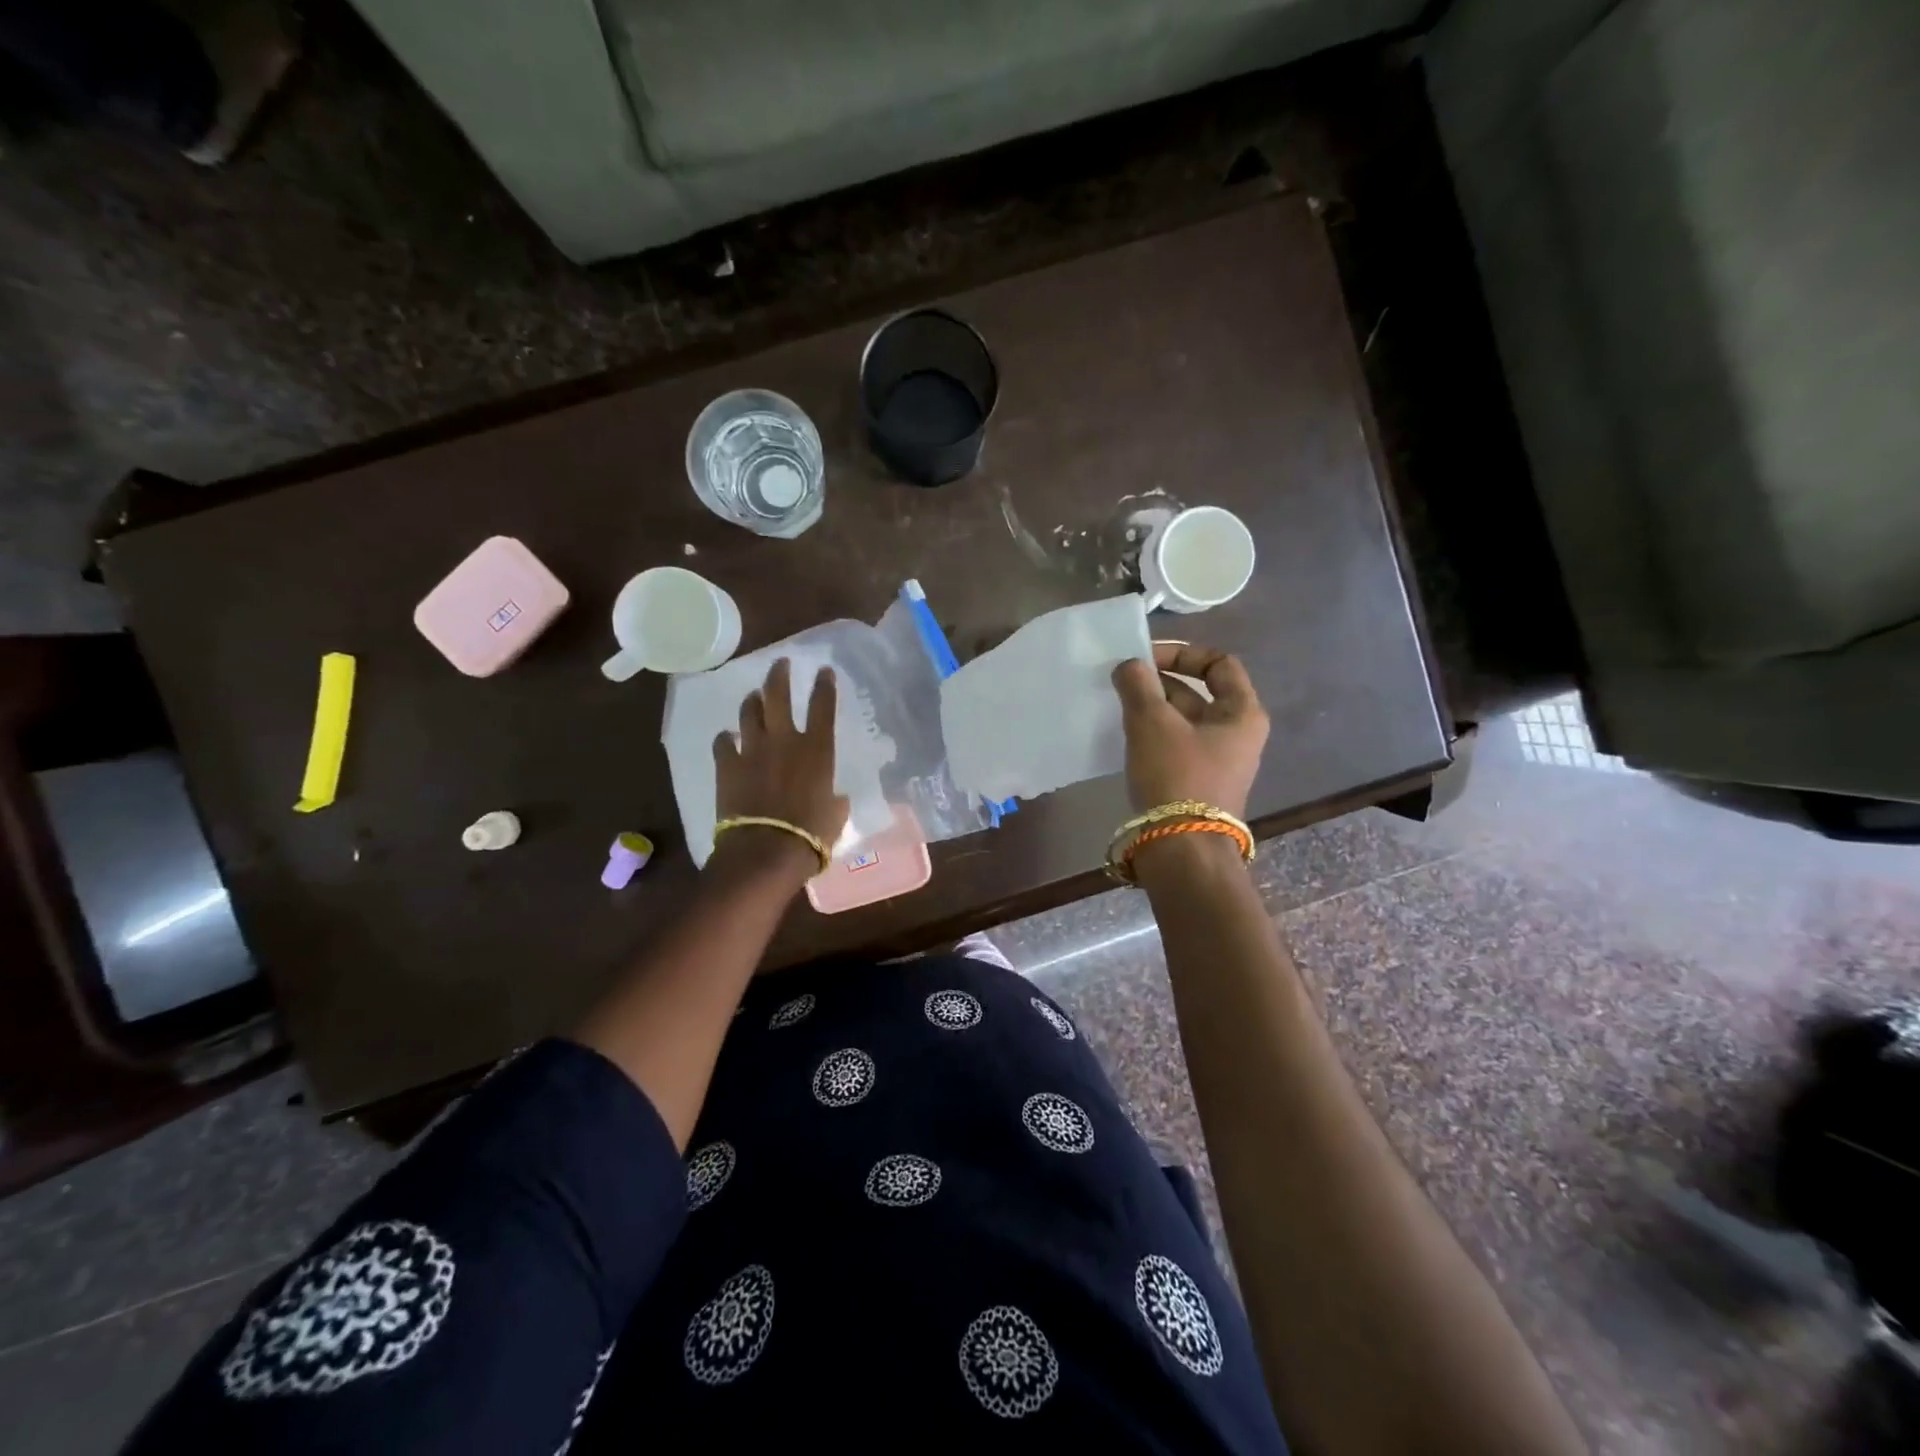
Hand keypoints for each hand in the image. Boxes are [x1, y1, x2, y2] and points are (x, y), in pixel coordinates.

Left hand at [713, 659, 849, 869]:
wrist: (766, 851)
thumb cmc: (811, 836)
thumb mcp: (835, 815)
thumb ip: (834, 800)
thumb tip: (834, 798)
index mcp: (817, 750)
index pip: (823, 706)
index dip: (824, 685)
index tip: (824, 670)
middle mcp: (785, 740)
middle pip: (778, 695)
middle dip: (780, 675)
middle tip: (780, 663)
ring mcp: (752, 750)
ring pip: (749, 712)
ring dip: (752, 701)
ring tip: (754, 696)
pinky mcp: (727, 765)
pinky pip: (723, 742)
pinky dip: (727, 739)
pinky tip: (728, 739)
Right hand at [1111, 643, 1268, 816]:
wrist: (1181, 850)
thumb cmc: (1176, 776)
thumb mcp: (1152, 722)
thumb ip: (1138, 684)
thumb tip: (1129, 665)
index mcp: (1242, 713)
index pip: (1219, 662)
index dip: (1182, 653)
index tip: (1145, 660)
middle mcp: (1237, 734)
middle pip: (1198, 692)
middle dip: (1158, 683)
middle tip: (1121, 683)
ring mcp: (1218, 761)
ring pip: (1182, 720)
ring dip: (1152, 709)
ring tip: (1118, 708)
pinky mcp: (1198, 783)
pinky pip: (1175, 746)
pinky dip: (1152, 735)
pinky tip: (1125, 738)